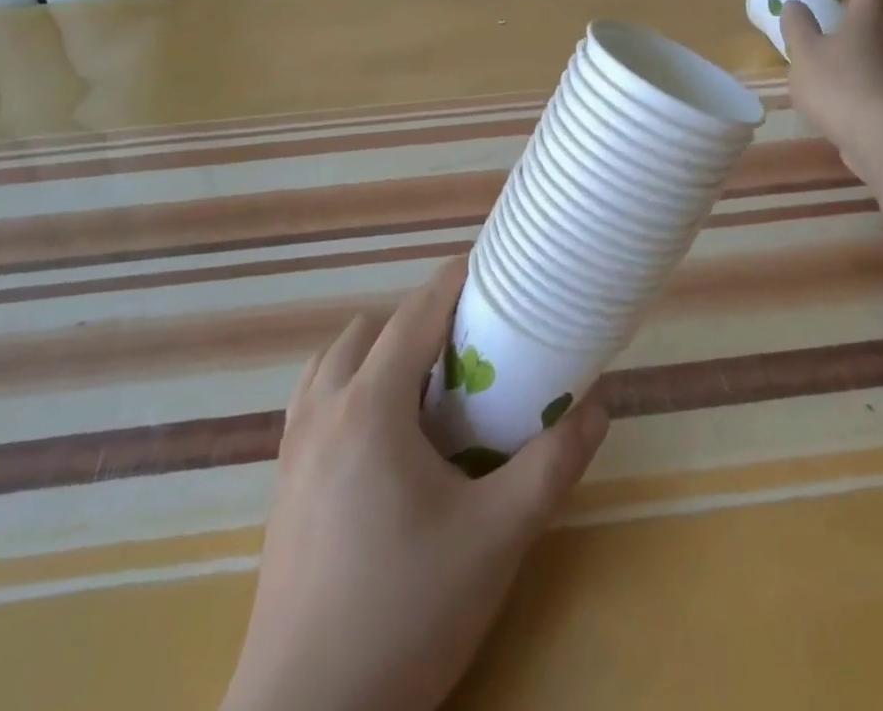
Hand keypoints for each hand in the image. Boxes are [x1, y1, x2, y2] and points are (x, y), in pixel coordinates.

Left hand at [223, 259, 609, 710]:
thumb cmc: (406, 613)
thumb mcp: (497, 537)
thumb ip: (552, 464)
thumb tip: (599, 407)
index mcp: (371, 406)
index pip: (415, 314)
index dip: (453, 282)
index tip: (489, 269)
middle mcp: (324, 409)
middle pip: (371, 330)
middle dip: (419, 321)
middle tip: (467, 347)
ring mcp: (294, 446)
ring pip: (334, 361)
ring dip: (378, 352)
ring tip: (425, 387)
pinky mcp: (283, 483)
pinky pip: (315, 400)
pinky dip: (349, 387)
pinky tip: (382, 437)